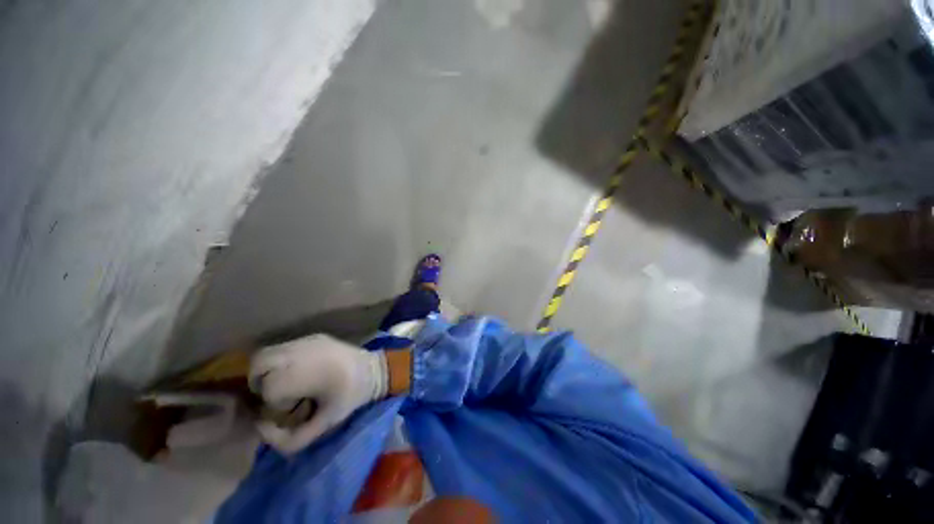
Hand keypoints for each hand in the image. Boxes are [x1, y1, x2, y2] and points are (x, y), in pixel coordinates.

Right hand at [249, 334, 387, 453]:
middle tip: (275, 394)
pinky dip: (280, 360)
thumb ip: (290, 440)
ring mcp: (308, 340)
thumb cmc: (350, 397)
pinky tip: (297, 370)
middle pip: (259, 363)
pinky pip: (284, 347)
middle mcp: (304, 352)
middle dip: (260, 382)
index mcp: (308, 373)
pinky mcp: (314, 336)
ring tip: (284, 382)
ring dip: (266, 370)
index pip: (269, 387)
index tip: (287, 408)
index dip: (272, 402)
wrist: (374, 369)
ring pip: (268, 352)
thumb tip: (261, 429)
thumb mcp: (324, 425)